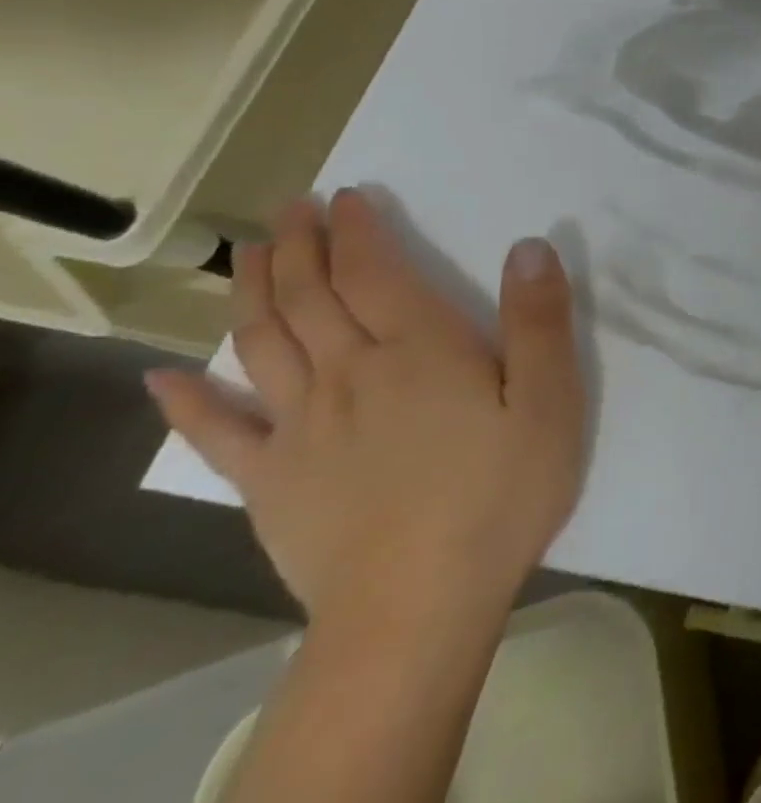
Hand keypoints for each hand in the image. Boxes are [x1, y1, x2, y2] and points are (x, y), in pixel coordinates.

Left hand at [146, 190, 585, 628]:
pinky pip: (219, 434)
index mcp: (419, 351)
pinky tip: (167, 378)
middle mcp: (349, 375)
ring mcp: (299, 430)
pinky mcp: (271, 483)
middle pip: (309, 297)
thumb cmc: (502, 492)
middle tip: (290, 209)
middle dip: (297, 246)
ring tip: (245, 256)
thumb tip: (528, 246)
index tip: (349, 197)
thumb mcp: (550, 399)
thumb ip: (539, 321)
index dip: (359, 231)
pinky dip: (189, 401)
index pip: (375, 273)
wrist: (419, 605)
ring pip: (263, 344)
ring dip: (250, 293)